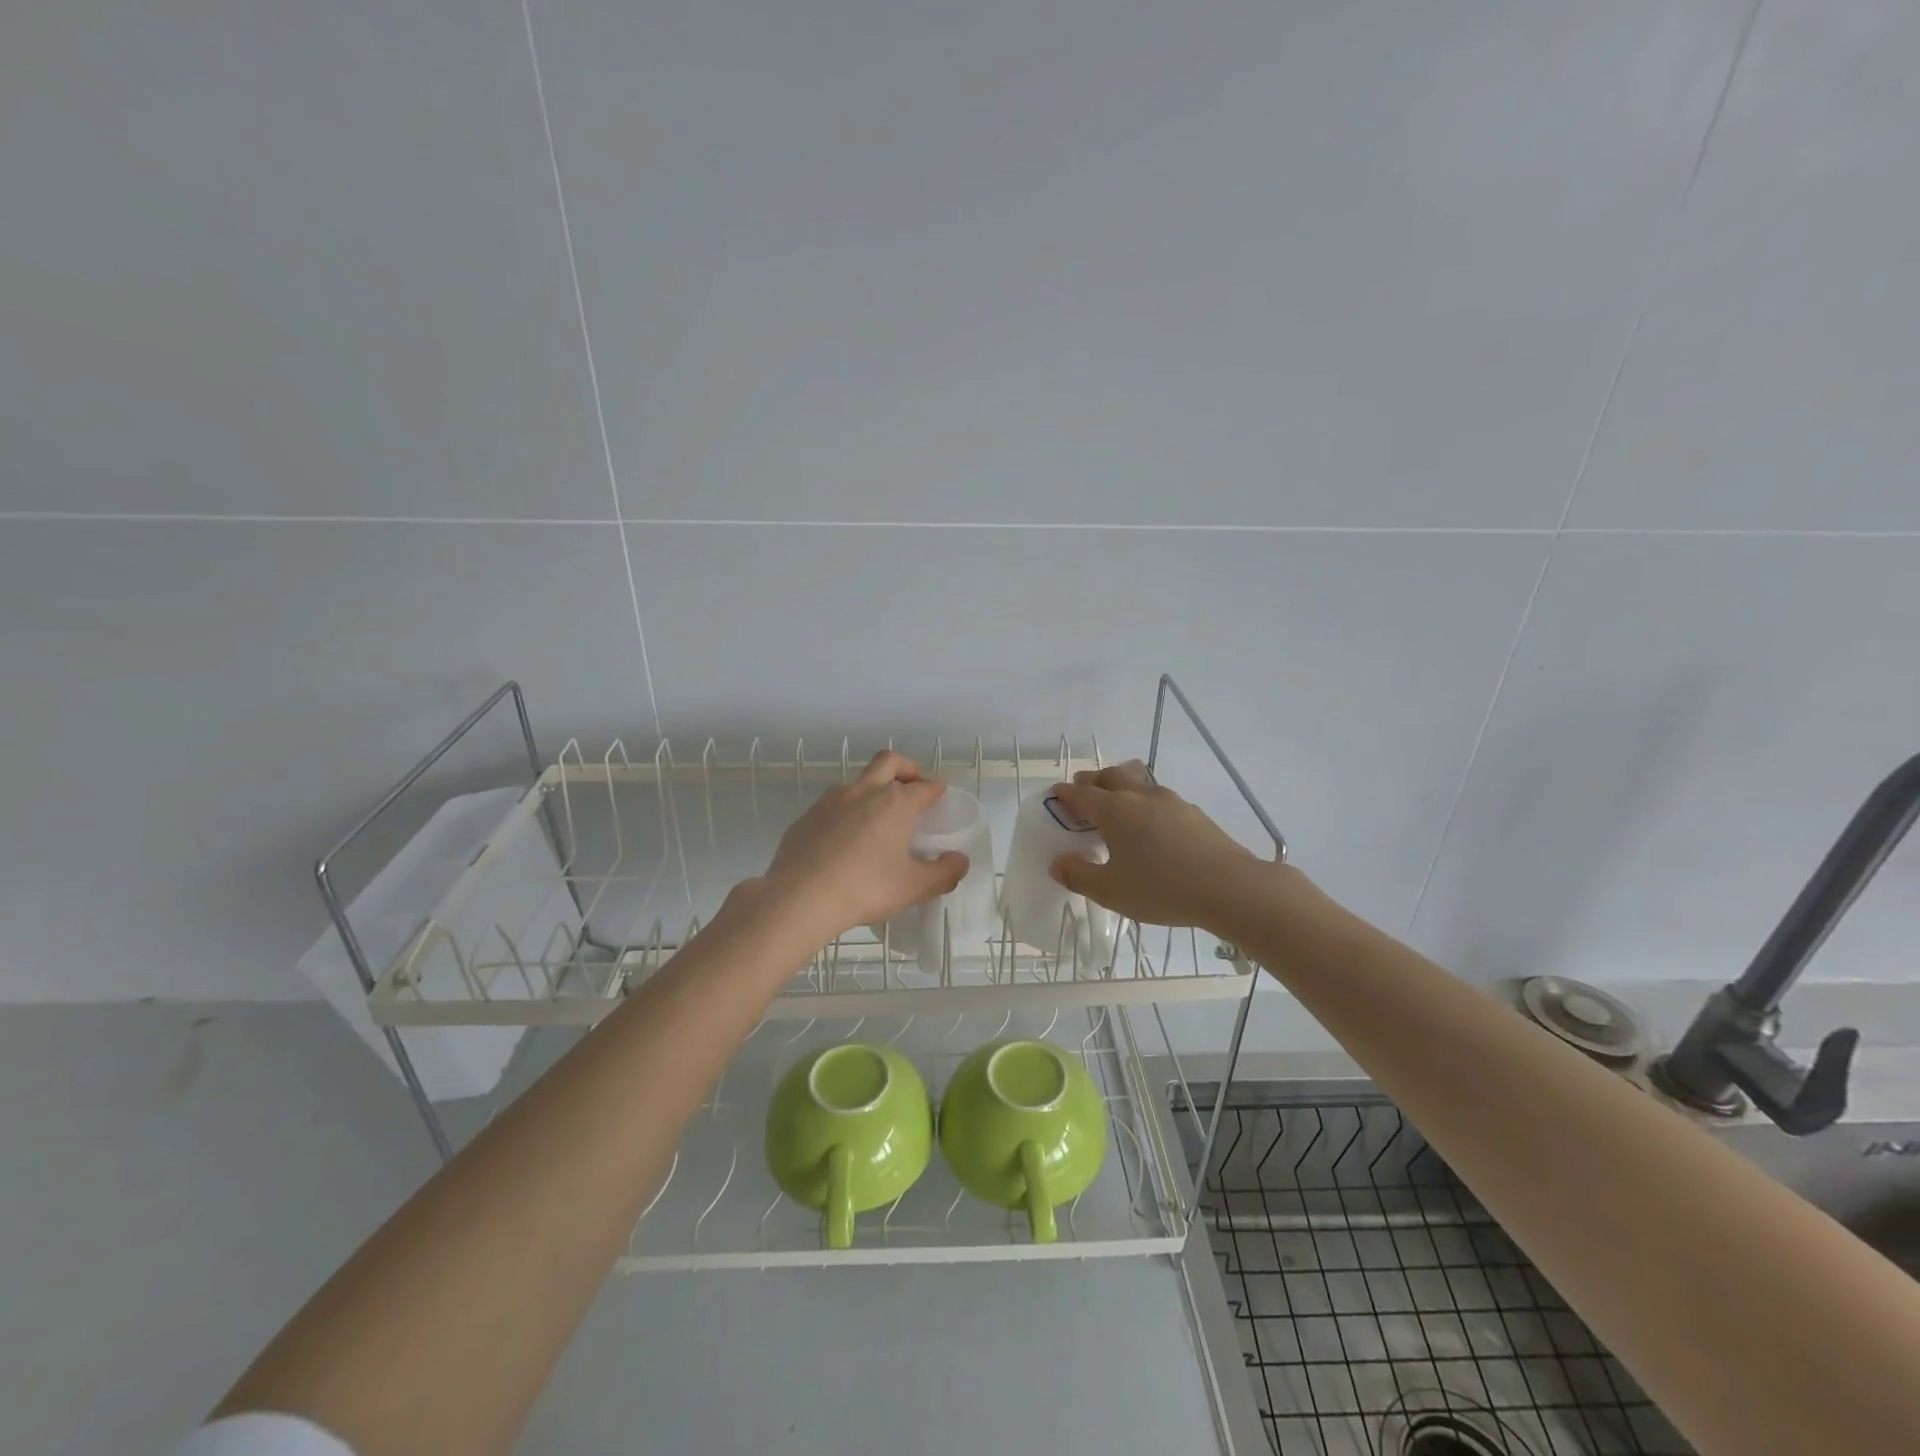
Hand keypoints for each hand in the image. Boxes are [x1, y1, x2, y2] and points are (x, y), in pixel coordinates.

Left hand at [758, 751, 968, 943]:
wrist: (800, 897)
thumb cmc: (866, 888)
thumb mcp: (914, 887)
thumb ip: (944, 873)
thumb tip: (960, 861)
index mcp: (896, 803)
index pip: (925, 786)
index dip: (937, 789)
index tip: (941, 796)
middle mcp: (864, 791)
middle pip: (889, 762)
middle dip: (905, 769)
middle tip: (912, 787)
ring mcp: (831, 800)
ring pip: (857, 781)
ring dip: (872, 790)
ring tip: (876, 819)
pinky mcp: (807, 816)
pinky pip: (832, 805)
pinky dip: (845, 813)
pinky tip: (843, 841)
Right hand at [1047, 761, 1266, 930]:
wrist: (1230, 888)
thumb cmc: (1162, 888)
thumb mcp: (1111, 891)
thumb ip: (1079, 875)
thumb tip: (1058, 862)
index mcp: (1114, 810)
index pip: (1081, 794)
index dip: (1064, 794)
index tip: (1055, 796)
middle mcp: (1140, 796)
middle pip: (1110, 776)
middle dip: (1092, 781)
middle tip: (1083, 792)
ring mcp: (1170, 801)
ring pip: (1138, 782)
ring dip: (1120, 787)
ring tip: (1116, 805)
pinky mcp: (1193, 813)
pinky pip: (1158, 798)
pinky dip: (1144, 803)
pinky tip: (1150, 825)